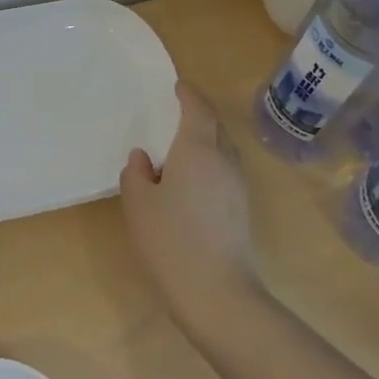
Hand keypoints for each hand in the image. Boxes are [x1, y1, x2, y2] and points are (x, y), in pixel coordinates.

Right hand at [119, 81, 267, 333]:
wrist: (217, 292)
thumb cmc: (170, 240)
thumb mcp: (138, 205)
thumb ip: (136, 174)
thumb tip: (143, 158)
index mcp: (197, 150)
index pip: (198, 109)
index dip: (188, 94)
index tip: (178, 86)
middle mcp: (224, 160)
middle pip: (216, 127)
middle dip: (199, 115)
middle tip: (176, 114)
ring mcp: (238, 186)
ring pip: (223, 150)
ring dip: (206, 141)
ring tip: (181, 148)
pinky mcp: (242, 210)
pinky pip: (225, 171)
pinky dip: (210, 164)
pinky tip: (191, 182)